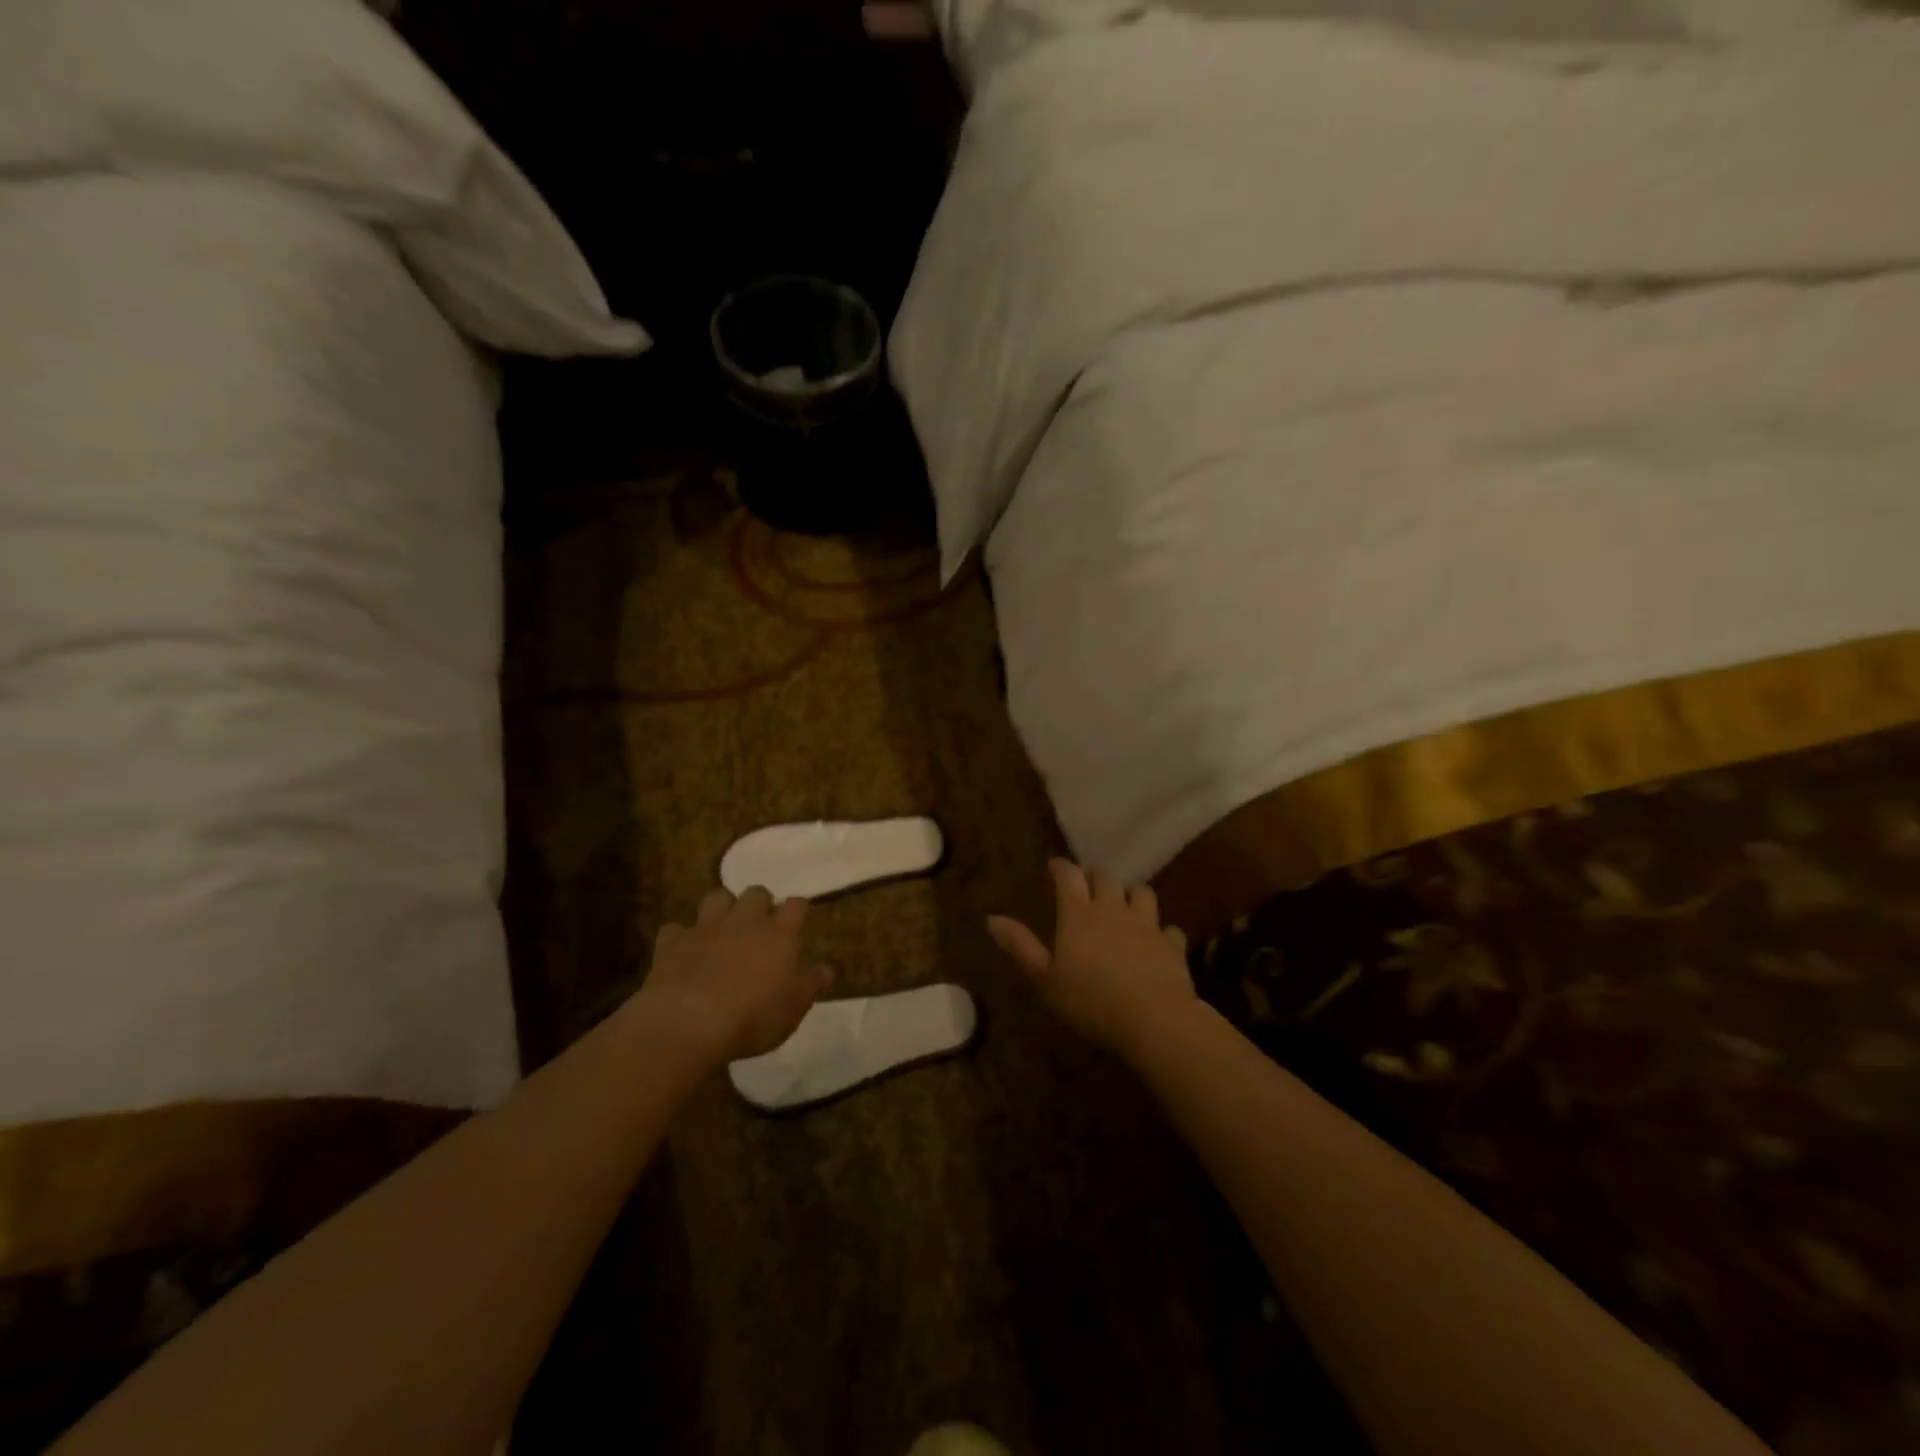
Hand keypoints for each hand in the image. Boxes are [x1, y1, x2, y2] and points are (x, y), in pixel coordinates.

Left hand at [638, 887, 831, 1063]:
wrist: (689, 1022)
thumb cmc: (754, 1016)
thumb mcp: (793, 1008)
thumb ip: (810, 984)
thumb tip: (826, 969)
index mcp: (779, 933)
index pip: (796, 905)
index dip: (797, 909)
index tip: (799, 918)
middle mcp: (745, 920)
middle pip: (756, 893)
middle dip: (760, 904)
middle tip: (760, 924)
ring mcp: (707, 928)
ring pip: (716, 898)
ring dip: (722, 908)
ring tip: (724, 927)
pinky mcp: (673, 942)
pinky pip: (676, 929)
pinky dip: (681, 936)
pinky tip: (683, 950)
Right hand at [987, 858, 1195, 1058]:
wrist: (1153, 1019)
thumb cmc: (1090, 1001)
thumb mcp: (1045, 979)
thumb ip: (1021, 946)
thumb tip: (991, 918)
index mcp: (1079, 915)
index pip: (1068, 876)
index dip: (1060, 867)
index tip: (1054, 866)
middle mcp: (1113, 910)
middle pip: (1106, 878)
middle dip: (1095, 877)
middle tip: (1087, 886)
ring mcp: (1147, 925)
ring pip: (1142, 893)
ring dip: (1132, 896)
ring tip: (1125, 907)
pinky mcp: (1172, 945)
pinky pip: (1169, 929)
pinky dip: (1162, 932)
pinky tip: (1158, 943)